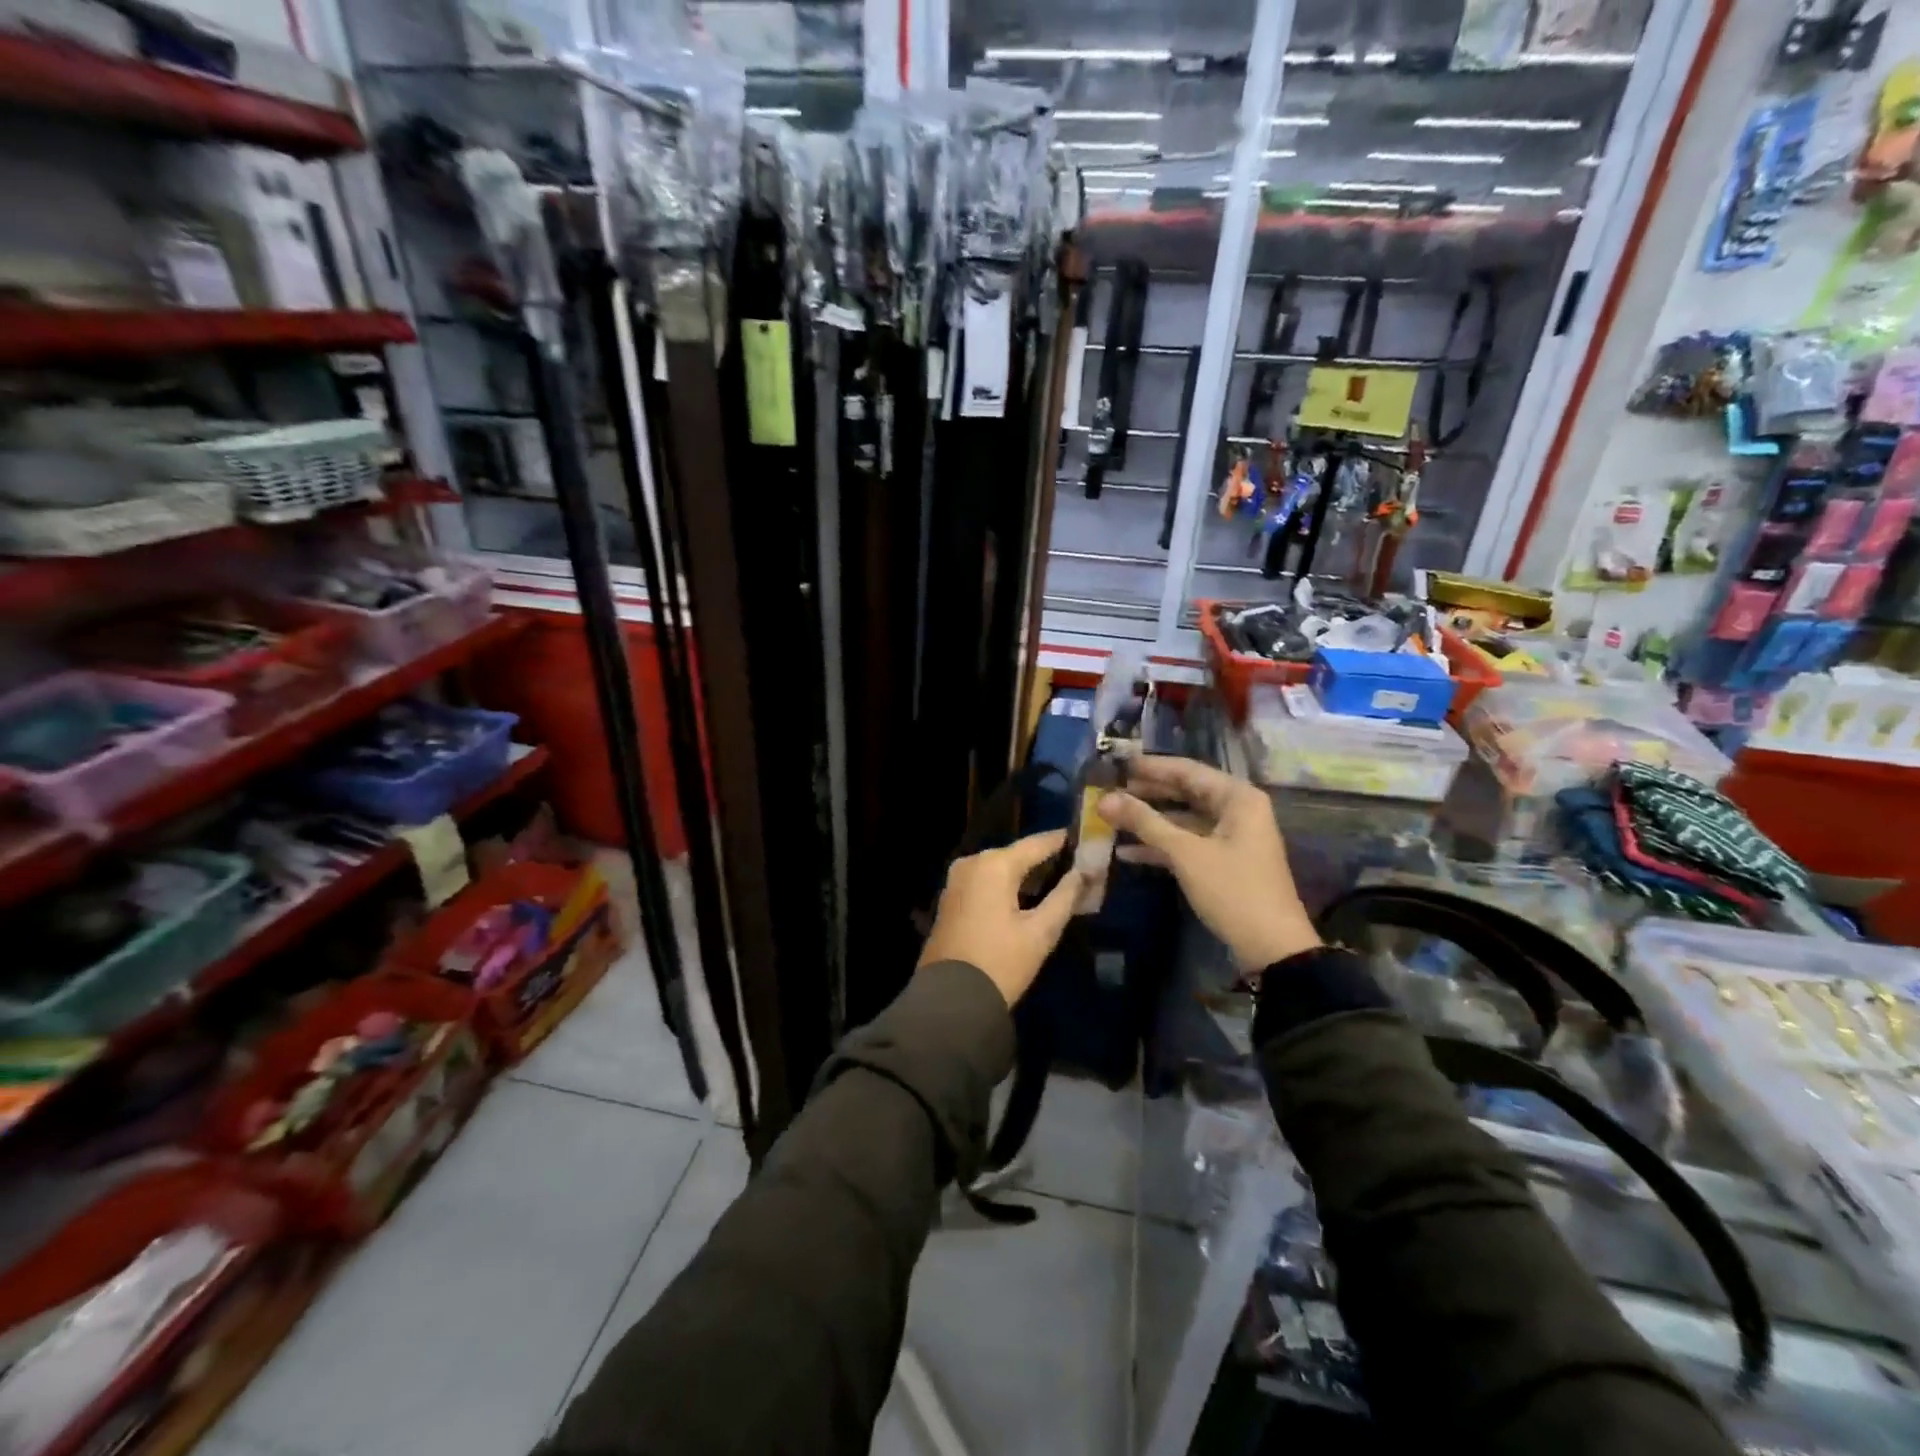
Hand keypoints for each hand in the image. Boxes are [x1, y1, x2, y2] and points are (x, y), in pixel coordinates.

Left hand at [919, 830, 1083, 1006]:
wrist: (951, 999)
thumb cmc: (1001, 963)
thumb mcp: (1041, 932)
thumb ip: (1065, 896)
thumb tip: (1084, 872)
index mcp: (994, 865)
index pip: (1037, 844)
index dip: (1062, 841)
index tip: (1086, 837)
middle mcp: (972, 863)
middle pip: (1017, 855)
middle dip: (1045, 860)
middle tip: (1077, 864)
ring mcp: (956, 881)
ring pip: (1000, 868)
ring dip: (1026, 874)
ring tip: (1059, 880)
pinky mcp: (951, 899)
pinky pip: (985, 882)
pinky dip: (1007, 885)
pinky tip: (1027, 896)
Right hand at [1098, 756, 1319, 972]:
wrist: (1272, 948)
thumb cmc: (1233, 890)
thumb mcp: (1185, 853)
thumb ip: (1144, 823)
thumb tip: (1104, 800)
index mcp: (1237, 798)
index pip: (1187, 770)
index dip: (1150, 767)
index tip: (1116, 764)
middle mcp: (1237, 810)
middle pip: (1185, 792)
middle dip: (1147, 793)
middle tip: (1110, 789)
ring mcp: (1230, 837)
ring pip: (1183, 819)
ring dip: (1150, 821)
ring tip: (1112, 817)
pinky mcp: (1223, 861)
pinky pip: (1187, 843)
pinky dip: (1161, 846)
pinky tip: (1127, 852)